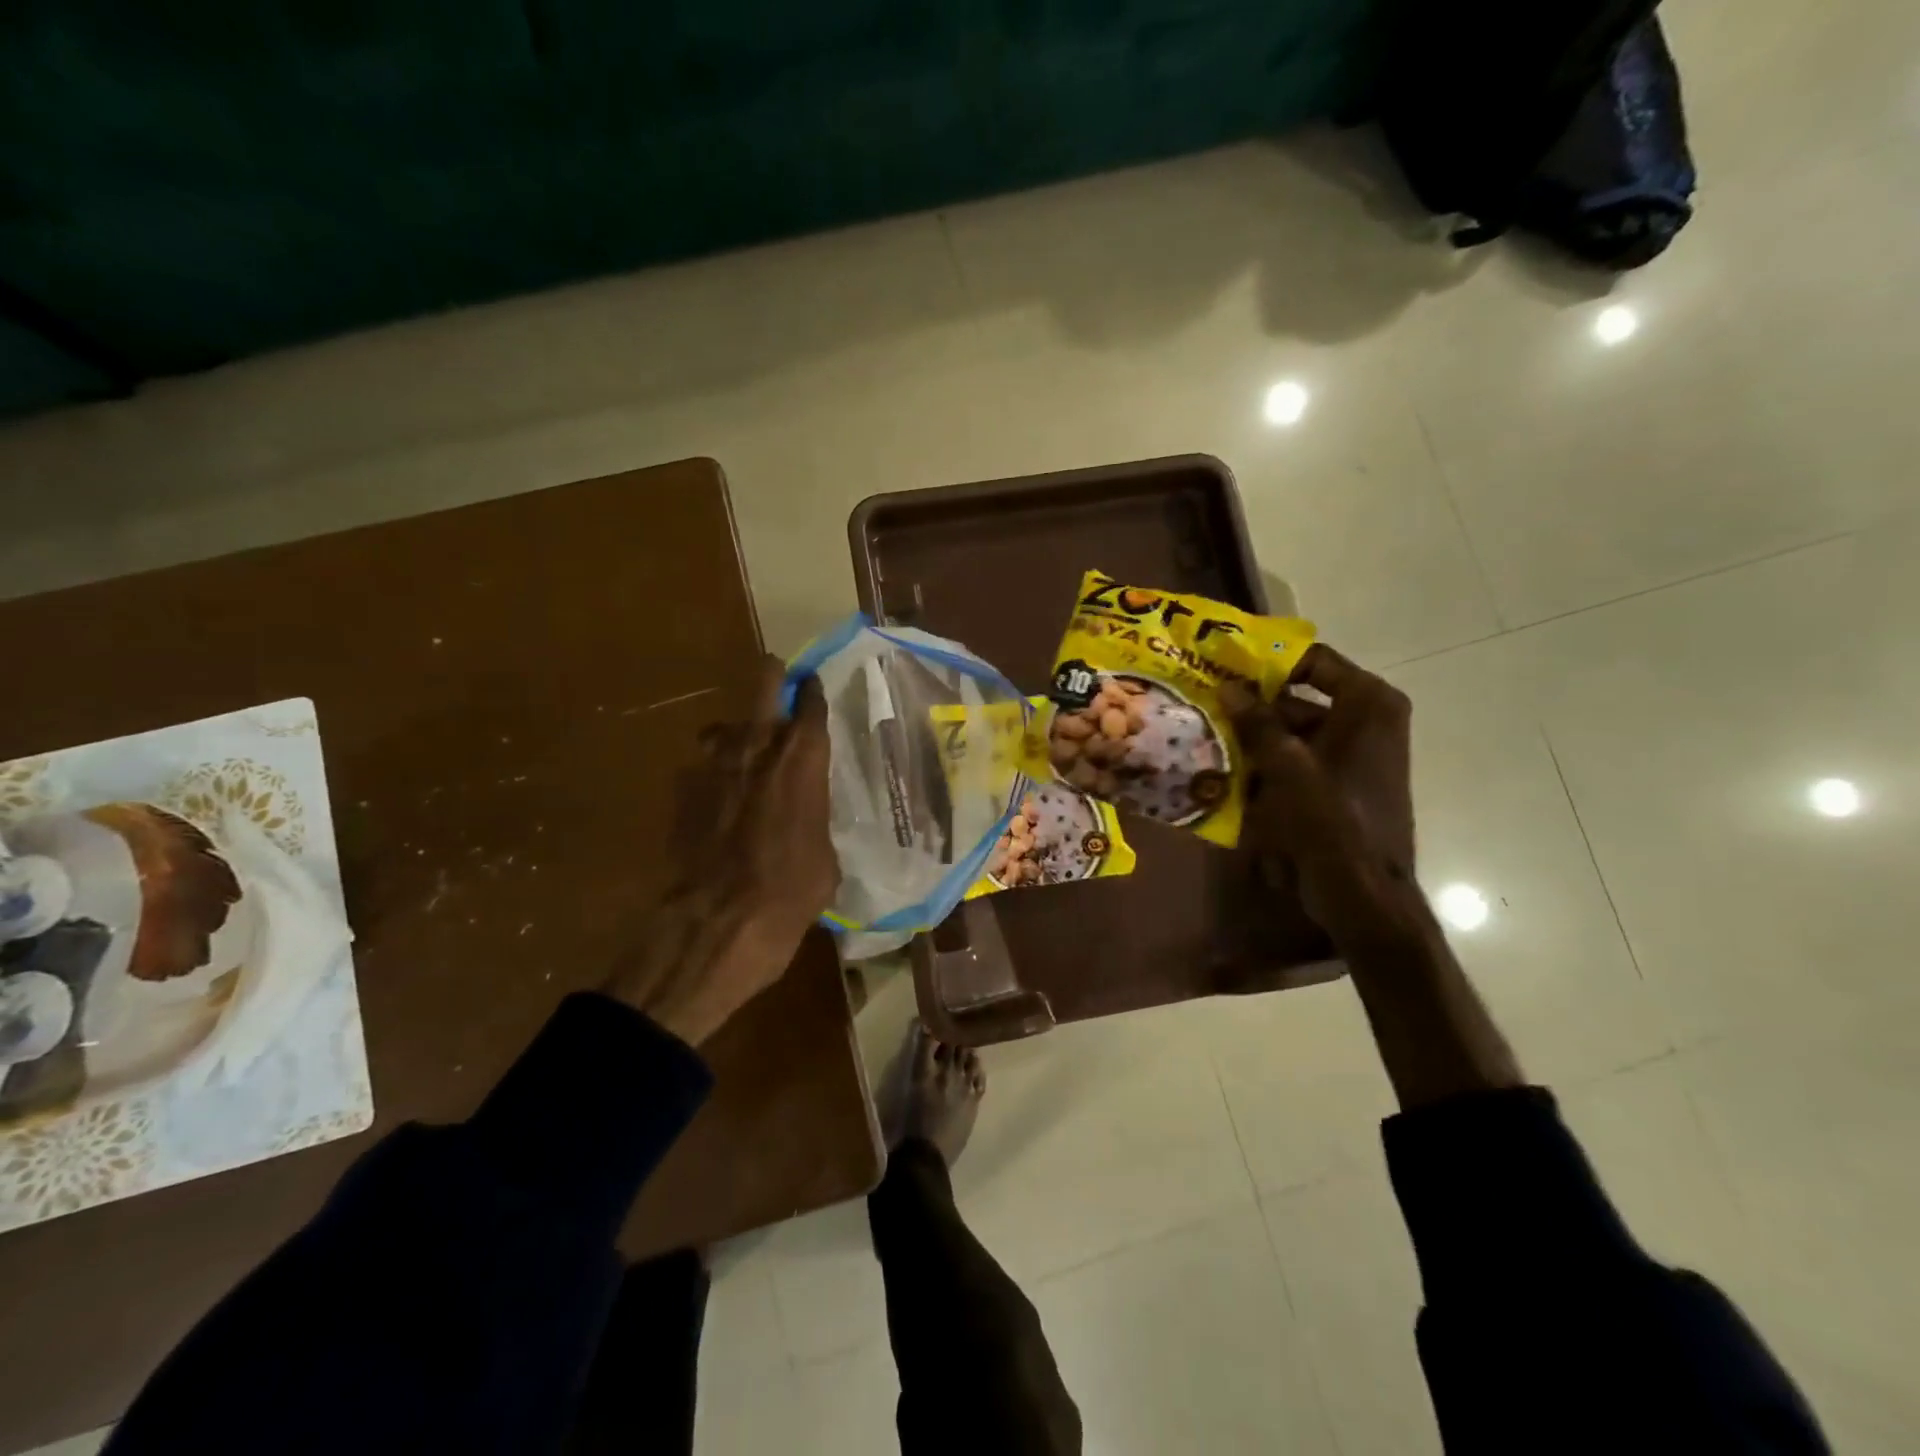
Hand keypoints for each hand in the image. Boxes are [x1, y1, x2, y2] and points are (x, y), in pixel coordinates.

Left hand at [604, 654, 838, 1045]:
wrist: (717, 923)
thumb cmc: (790, 892)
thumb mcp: (825, 858)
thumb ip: (815, 821)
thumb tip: (807, 820)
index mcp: (802, 761)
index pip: (811, 706)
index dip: (812, 692)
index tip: (813, 685)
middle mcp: (757, 748)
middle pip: (763, 685)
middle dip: (772, 676)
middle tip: (778, 678)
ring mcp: (712, 765)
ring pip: (724, 727)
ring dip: (736, 734)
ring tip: (743, 757)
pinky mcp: (681, 791)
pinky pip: (700, 770)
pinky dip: (711, 779)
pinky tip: (716, 807)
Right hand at [1226, 644, 1415, 942]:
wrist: (1363, 894)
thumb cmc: (1331, 821)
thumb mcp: (1287, 766)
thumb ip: (1256, 722)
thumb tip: (1226, 686)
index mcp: (1368, 704)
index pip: (1313, 661)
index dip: (1268, 661)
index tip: (1222, 664)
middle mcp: (1365, 721)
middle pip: (1298, 698)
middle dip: (1251, 703)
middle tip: (1203, 699)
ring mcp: (1351, 755)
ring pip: (1291, 731)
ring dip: (1251, 735)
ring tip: (1203, 732)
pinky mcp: (1335, 785)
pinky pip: (1294, 760)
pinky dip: (1263, 762)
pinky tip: (1223, 768)